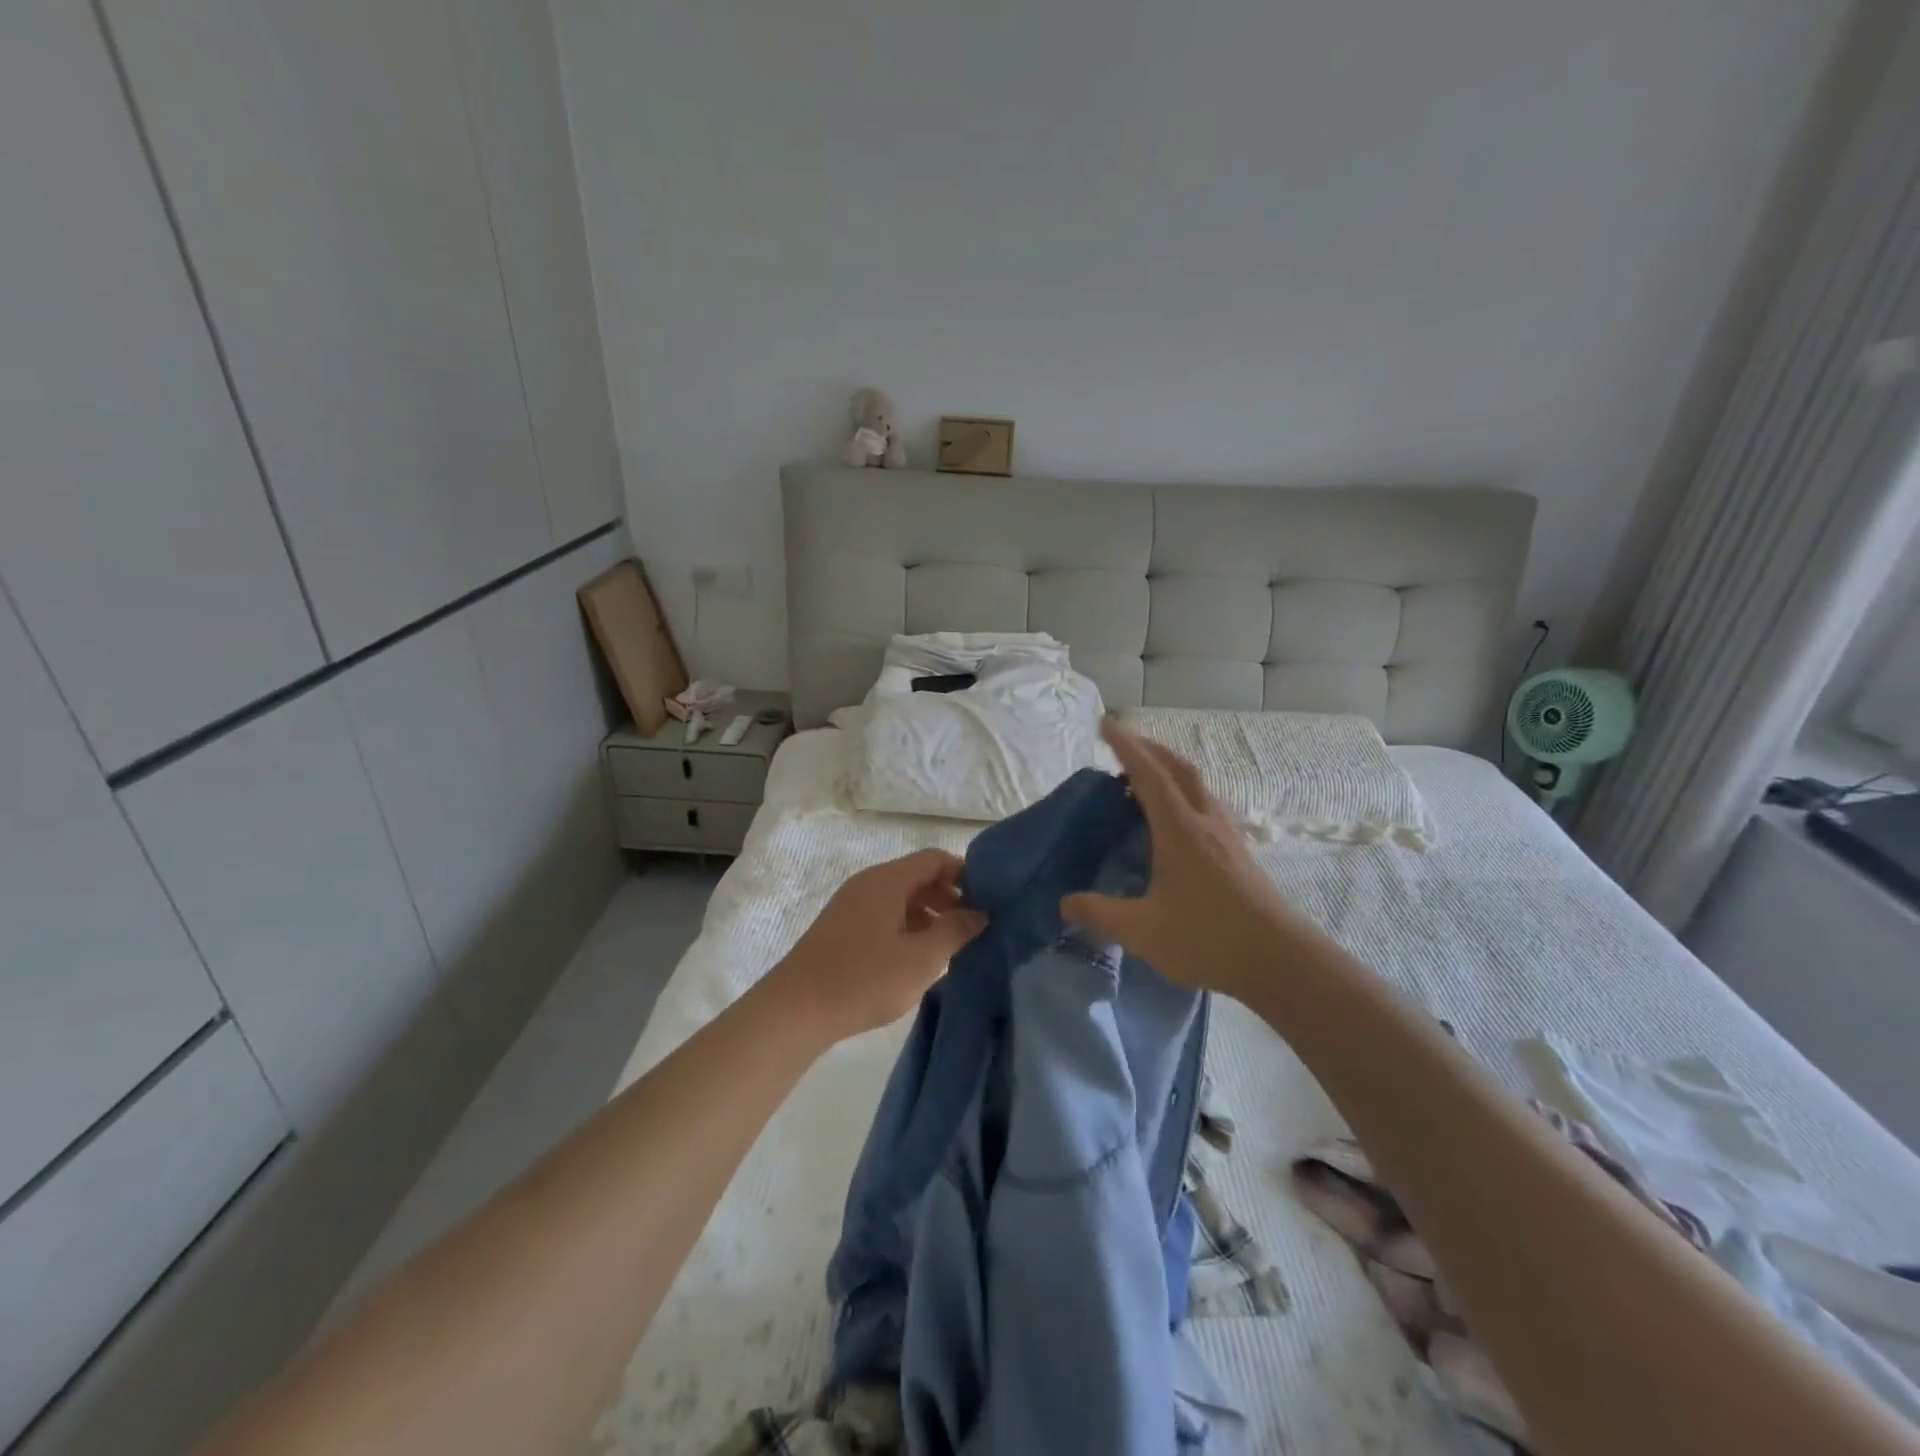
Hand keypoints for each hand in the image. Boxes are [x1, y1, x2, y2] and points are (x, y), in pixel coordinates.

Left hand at [767, 848, 986, 1043]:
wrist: (795, 1011)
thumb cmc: (863, 980)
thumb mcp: (920, 959)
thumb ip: (954, 931)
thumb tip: (980, 912)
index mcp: (887, 880)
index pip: (935, 859)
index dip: (964, 873)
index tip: (988, 900)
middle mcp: (868, 883)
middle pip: (918, 876)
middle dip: (949, 897)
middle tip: (973, 927)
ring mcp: (852, 905)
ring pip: (901, 898)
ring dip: (929, 915)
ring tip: (950, 947)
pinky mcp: (842, 928)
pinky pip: (884, 914)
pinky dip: (907, 926)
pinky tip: (917, 958)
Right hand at [1062, 723, 1314, 1000]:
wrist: (1280, 961)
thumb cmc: (1208, 938)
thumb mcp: (1142, 930)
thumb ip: (1100, 914)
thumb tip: (1064, 903)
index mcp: (1179, 828)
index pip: (1148, 774)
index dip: (1125, 746)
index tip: (1105, 724)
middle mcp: (1205, 821)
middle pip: (1178, 768)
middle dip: (1149, 749)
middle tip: (1122, 744)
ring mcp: (1227, 835)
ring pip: (1197, 784)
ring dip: (1169, 769)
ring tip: (1144, 778)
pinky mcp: (1239, 852)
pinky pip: (1206, 803)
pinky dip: (1184, 792)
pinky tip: (1177, 818)